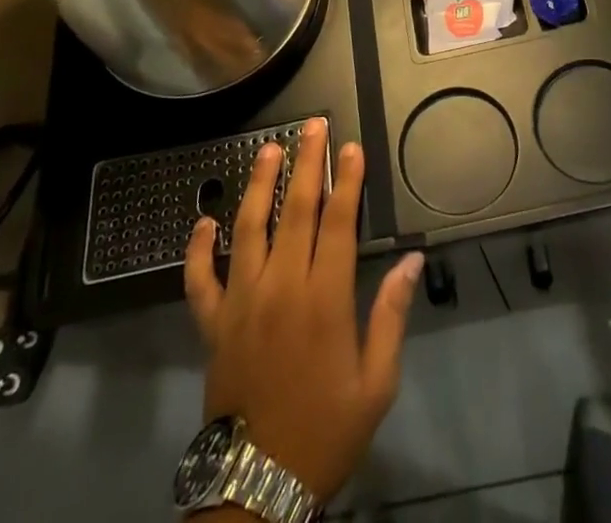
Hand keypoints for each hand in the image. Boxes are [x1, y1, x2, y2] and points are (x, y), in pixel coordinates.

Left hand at [183, 117, 424, 501]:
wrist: (258, 485)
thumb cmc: (326, 430)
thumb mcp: (376, 382)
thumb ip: (392, 315)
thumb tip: (412, 260)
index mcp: (324, 299)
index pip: (338, 222)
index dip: (347, 180)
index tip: (352, 147)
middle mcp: (281, 287)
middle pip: (295, 210)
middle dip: (307, 163)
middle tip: (313, 125)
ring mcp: (241, 302)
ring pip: (248, 228)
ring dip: (259, 184)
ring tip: (268, 148)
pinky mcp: (213, 323)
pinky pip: (200, 279)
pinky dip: (198, 249)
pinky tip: (202, 222)